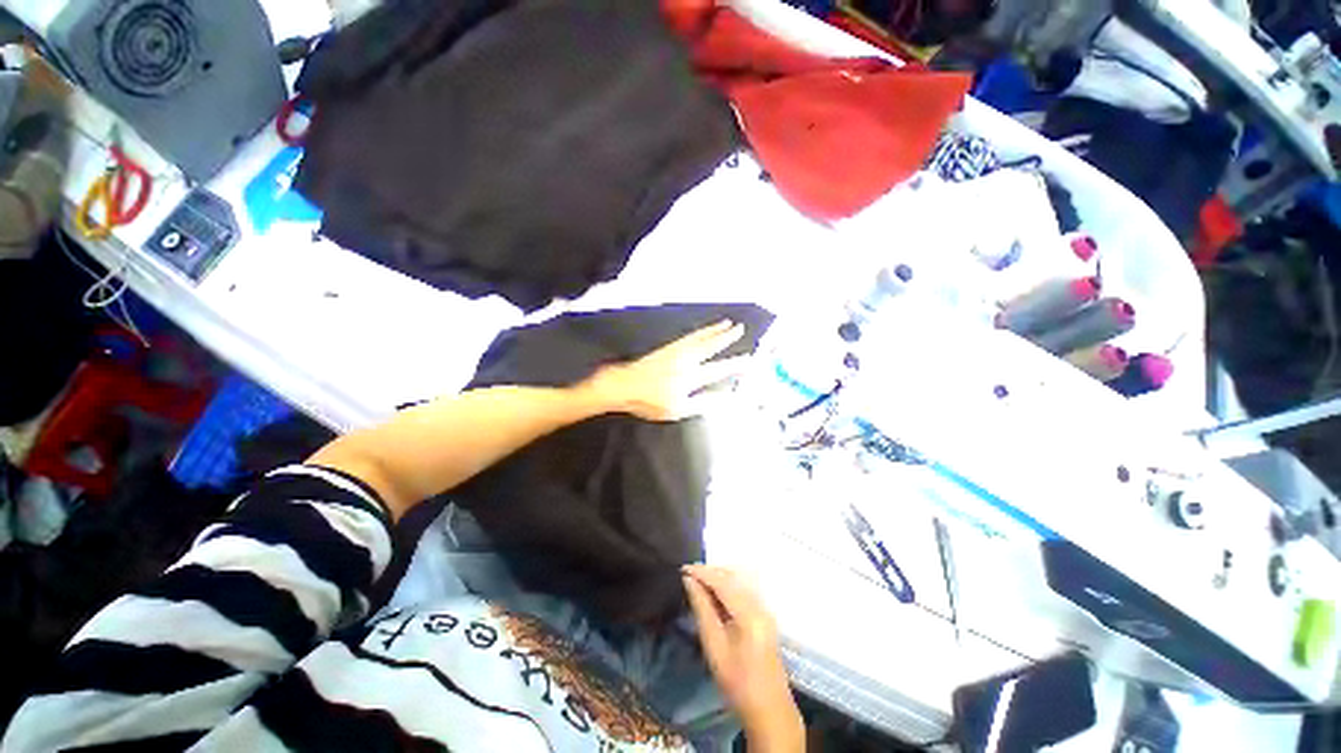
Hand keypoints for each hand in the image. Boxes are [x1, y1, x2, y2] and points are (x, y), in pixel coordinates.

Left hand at [581, 320, 750, 420]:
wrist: (625, 384)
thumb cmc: (650, 401)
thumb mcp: (678, 409)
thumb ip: (702, 403)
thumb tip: (723, 398)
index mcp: (691, 377)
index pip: (718, 370)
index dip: (734, 365)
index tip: (749, 359)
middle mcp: (686, 360)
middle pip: (710, 346)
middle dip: (726, 337)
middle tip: (740, 328)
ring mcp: (676, 351)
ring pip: (700, 337)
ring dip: (714, 330)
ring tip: (726, 322)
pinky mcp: (667, 347)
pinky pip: (688, 336)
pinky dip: (699, 331)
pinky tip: (702, 330)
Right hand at [683, 565, 803, 751]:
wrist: (769, 710)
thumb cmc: (737, 682)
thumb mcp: (714, 647)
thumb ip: (702, 609)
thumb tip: (689, 581)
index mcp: (749, 612)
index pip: (722, 581)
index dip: (702, 572)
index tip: (682, 568)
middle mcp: (759, 604)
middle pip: (732, 577)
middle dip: (710, 572)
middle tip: (688, 574)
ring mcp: (764, 609)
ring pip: (738, 581)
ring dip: (718, 577)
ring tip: (697, 581)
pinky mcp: (763, 616)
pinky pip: (743, 590)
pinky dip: (727, 586)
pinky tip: (713, 593)